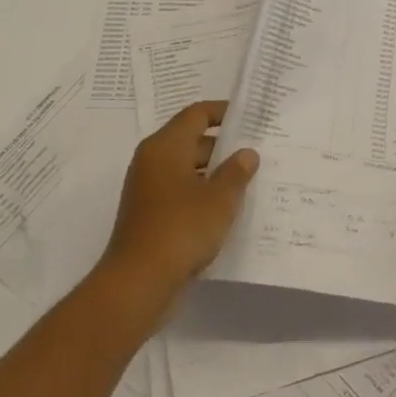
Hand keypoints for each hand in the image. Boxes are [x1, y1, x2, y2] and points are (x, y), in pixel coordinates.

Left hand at [100, 101, 258, 307]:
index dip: (224, 112)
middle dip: (224, 145)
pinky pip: (181, 192)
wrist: (138, 284)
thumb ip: (236, 171)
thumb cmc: (181, 229)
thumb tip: (246, 153)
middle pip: (191, 140)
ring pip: (187, 169)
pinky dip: (202, 194)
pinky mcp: (149, 215)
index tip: (251, 117)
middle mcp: (152, 161)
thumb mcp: (220, 198)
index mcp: (165, 147)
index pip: (197, 114)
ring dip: (215, 173)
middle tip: (257, 152)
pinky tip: (227, 210)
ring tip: (249, 181)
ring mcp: (148, 190)